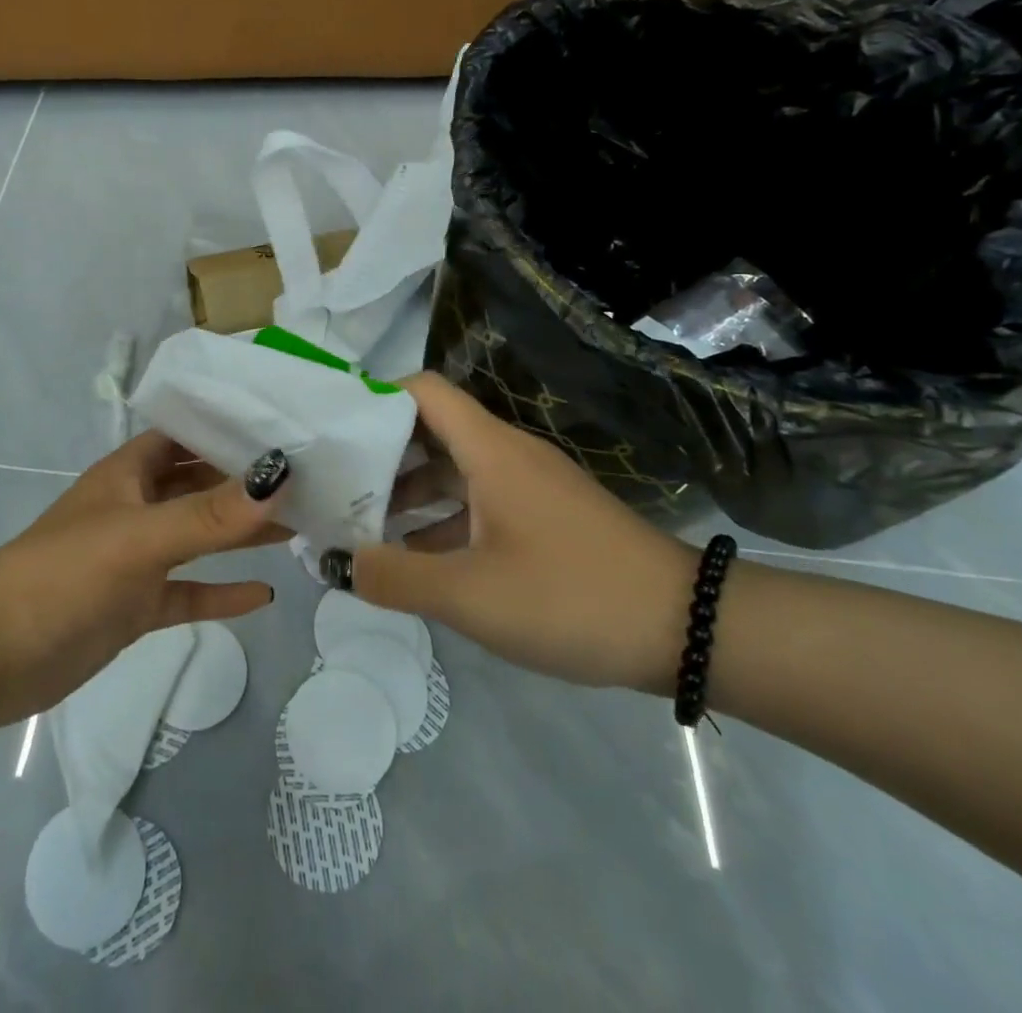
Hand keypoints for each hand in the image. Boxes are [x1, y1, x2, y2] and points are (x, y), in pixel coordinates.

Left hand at [0, 435, 290, 727]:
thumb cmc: (63, 575)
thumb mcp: (140, 537)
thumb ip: (210, 514)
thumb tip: (279, 478)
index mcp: (130, 474)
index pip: (186, 436)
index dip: (228, 428)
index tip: (284, 427)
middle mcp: (136, 507)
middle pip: (200, 485)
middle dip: (246, 482)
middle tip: (309, 480)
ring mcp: (137, 559)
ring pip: (200, 538)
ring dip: (242, 534)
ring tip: (300, 527)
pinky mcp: (136, 606)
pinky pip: (189, 592)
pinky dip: (221, 592)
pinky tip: (263, 595)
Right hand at [351, 373, 695, 691]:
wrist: (688, 630)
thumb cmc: (571, 597)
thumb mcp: (470, 595)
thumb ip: (393, 576)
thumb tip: (333, 560)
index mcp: (490, 450)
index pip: (422, 391)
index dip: (375, 399)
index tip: (334, 432)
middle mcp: (507, 454)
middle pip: (431, 430)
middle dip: (381, 454)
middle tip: (336, 484)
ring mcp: (529, 486)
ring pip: (454, 470)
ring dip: (409, 492)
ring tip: (362, 525)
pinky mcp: (545, 517)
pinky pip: (478, 502)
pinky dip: (441, 519)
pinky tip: (416, 559)